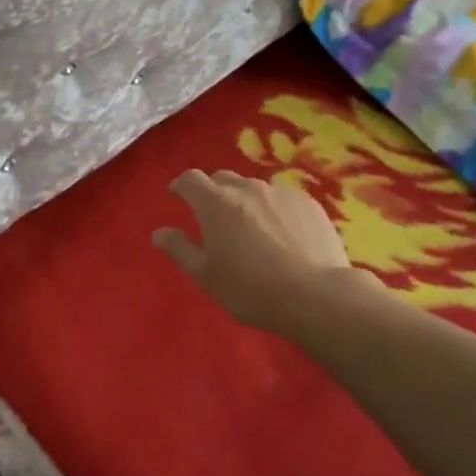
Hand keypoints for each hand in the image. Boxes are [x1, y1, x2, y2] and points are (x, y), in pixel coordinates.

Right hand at [153, 169, 378, 332]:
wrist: (317, 296)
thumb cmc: (251, 289)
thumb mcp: (205, 276)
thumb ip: (180, 250)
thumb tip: (159, 232)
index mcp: (215, 203)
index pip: (190, 180)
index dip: (181, 186)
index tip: (177, 196)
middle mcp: (247, 188)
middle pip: (223, 180)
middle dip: (214, 193)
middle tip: (214, 217)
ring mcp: (281, 193)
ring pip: (255, 189)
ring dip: (246, 202)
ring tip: (252, 229)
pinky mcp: (310, 204)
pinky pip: (283, 200)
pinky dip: (275, 211)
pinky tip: (284, 235)